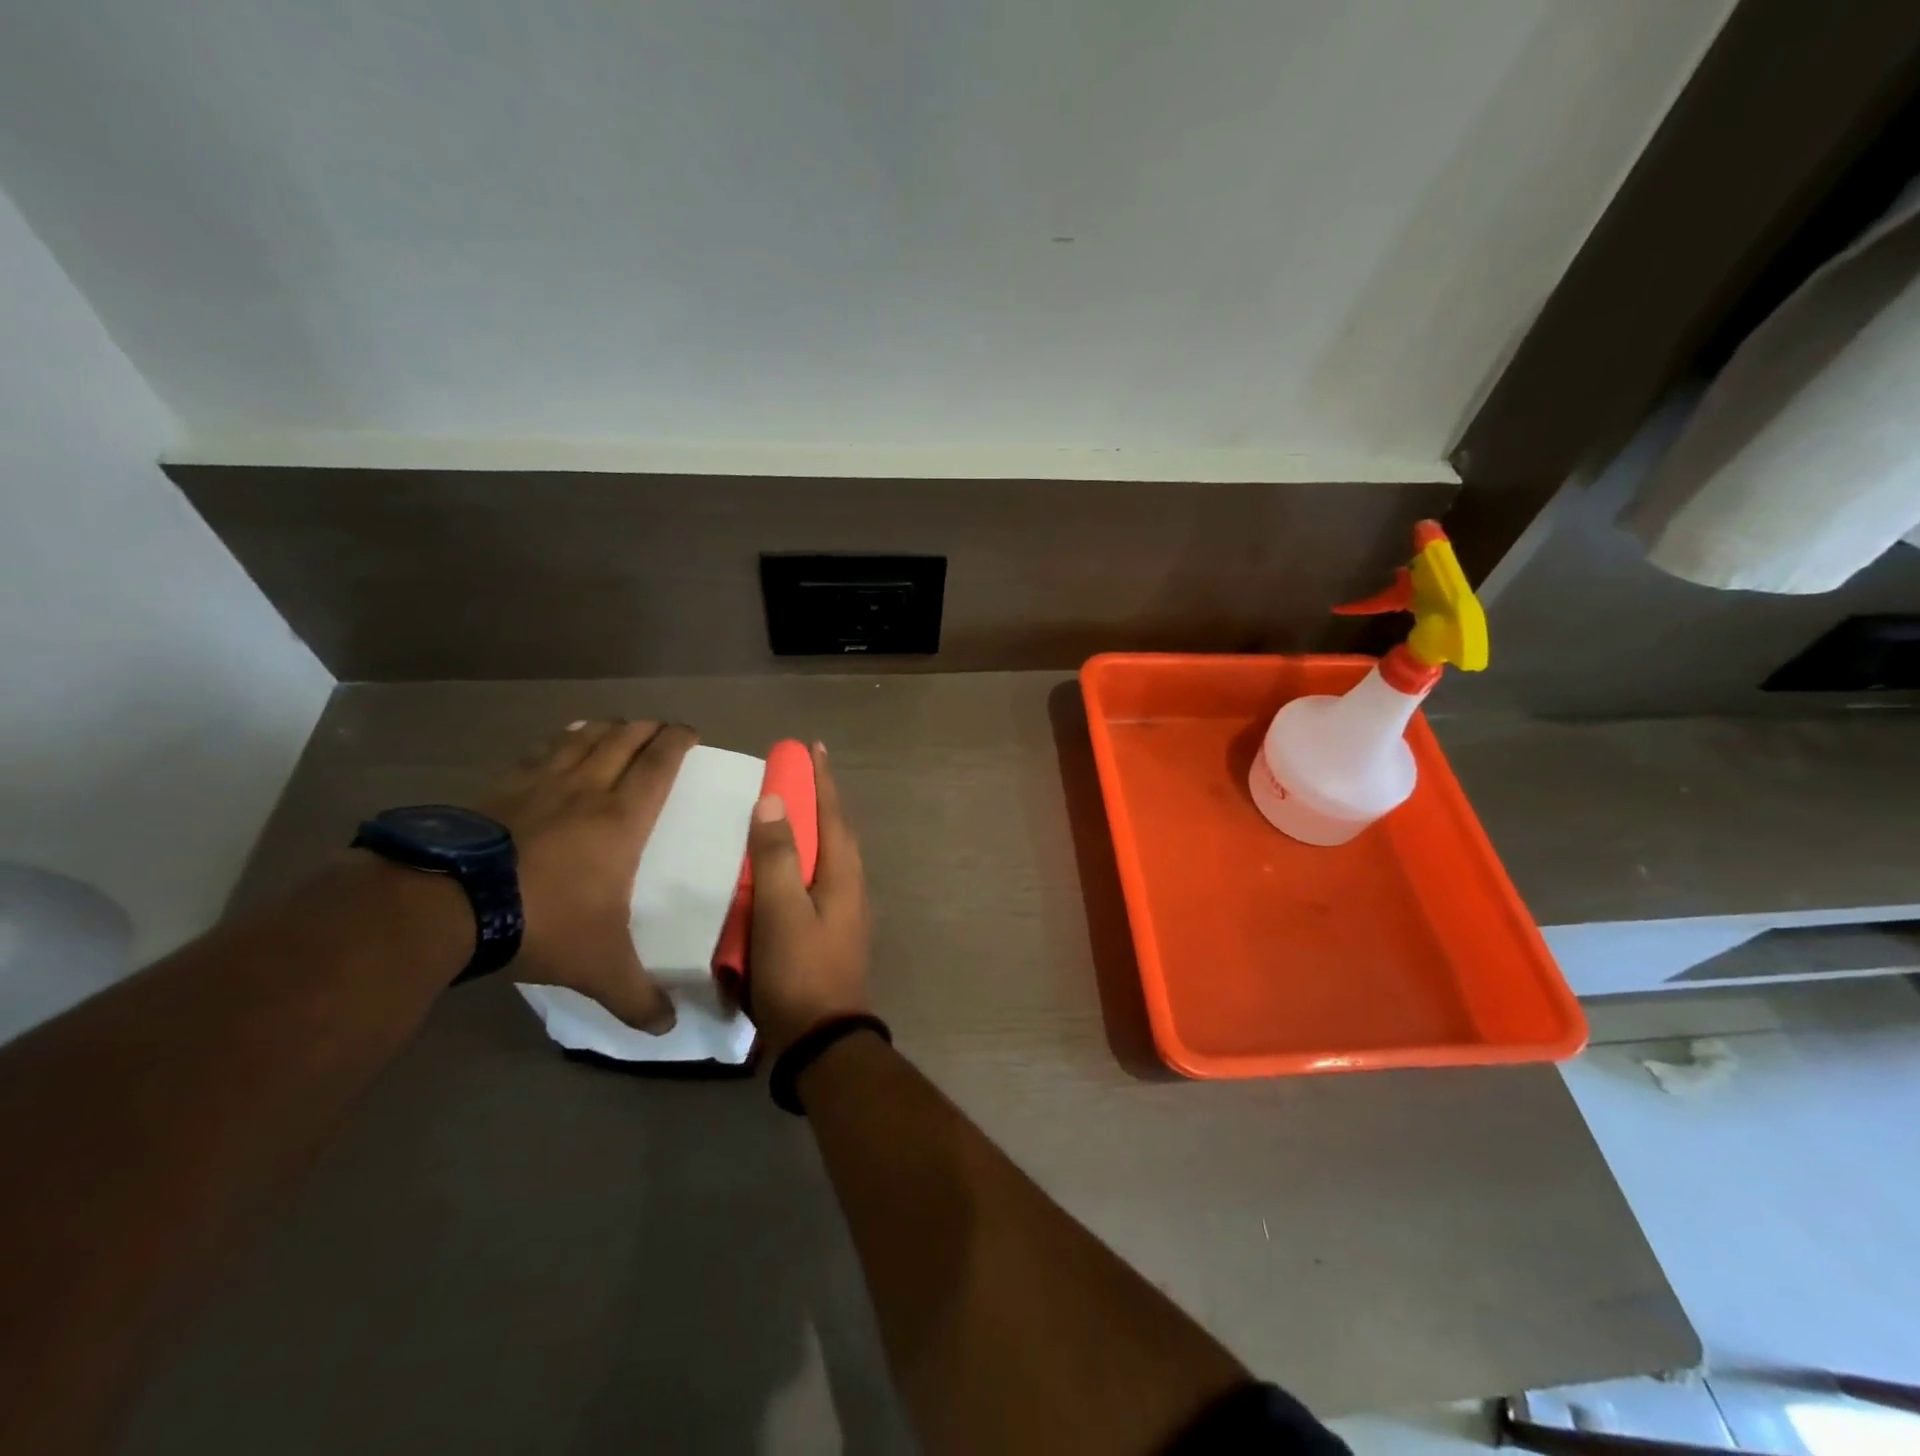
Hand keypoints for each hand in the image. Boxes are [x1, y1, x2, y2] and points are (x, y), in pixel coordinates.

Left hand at [479, 719, 696, 1032]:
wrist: (448, 904)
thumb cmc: (542, 922)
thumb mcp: (598, 966)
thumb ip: (636, 996)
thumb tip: (667, 1029)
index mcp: (622, 819)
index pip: (659, 765)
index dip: (678, 742)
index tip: (690, 731)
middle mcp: (587, 789)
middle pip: (624, 740)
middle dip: (647, 729)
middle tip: (661, 727)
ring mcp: (539, 783)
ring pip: (583, 738)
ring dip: (606, 728)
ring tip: (617, 725)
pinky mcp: (500, 788)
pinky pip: (540, 751)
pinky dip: (560, 739)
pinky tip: (561, 739)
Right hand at [744, 744, 871, 1054]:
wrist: (822, 1039)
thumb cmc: (799, 970)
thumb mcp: (780, 910)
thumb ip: (777, 856)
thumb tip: (774, 800)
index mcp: (843, 874)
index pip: (831, 813)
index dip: (822, 779)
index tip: (813, 747)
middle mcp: (851, 886)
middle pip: (836, 831)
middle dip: (820, 799)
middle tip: (800, 774)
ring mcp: (845, 910)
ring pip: (830, 856)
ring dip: (814, 829)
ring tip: (791, 813)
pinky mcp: (832, 931)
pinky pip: (819, 880)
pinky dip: (805, 861)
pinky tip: (786, 870)